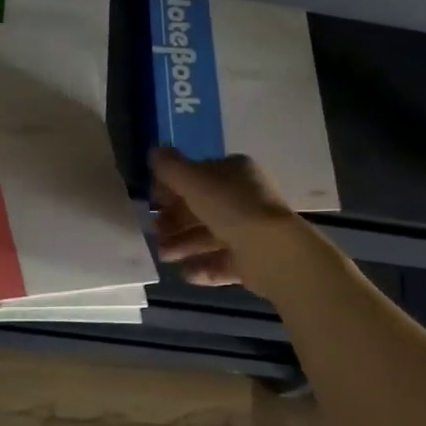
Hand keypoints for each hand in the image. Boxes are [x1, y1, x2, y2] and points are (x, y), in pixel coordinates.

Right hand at [151, 148, 309, 295]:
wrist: (272, 250)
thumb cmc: (231, 206)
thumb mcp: (194, 180)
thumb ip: (171, 167)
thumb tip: (154, 152)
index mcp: (235, 172)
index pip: (200, 175)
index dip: (173, 187)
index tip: (153, 202)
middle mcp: (246, 198)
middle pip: (203, 208)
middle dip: (175, 221)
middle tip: (155, 233)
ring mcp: (252, 230)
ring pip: (211, 236)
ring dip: (184, 245)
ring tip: (163, 257)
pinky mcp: (254, 260)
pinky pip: (223, 261)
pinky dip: (203, 267)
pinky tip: (184, 273)